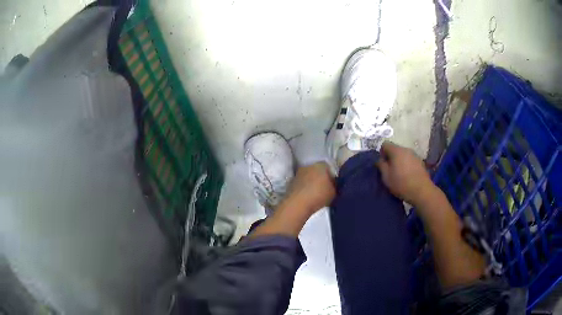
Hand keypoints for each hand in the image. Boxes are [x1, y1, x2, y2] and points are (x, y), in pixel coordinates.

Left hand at [287, 162, 335, 213]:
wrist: (297, 204)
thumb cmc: (319, 195)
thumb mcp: (334, 191)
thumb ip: (335, 185)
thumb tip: (333, 183)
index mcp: (321, 165)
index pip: (329, 167)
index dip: (331, 176)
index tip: (333, 185)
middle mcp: (308, 166)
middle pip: (317, 171)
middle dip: (320, 179)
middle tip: (324, 190)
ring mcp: (298, 173)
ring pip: (308, 177)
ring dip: (311, 183)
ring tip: (315, 195)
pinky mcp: (291, 182)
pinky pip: (301, 184)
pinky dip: (304, 189)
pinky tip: (307, 197)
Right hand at [376, 142, 436, 205]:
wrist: (421, 191)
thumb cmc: (401, 183)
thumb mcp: (386, 177)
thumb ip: (381, 165)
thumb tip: (379, 160)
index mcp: (396, 151)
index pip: (385, 144)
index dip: (381, 153)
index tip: (382, 165)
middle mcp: (406, 149)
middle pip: (395, 149)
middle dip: (391, 157)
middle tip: (389, 170)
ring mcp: (415, 155)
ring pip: (403, 155)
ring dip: (399, 161)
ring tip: (399, 173)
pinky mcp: (421, 162)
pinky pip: (410, 160)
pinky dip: (407, 165)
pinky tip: (407, 175)